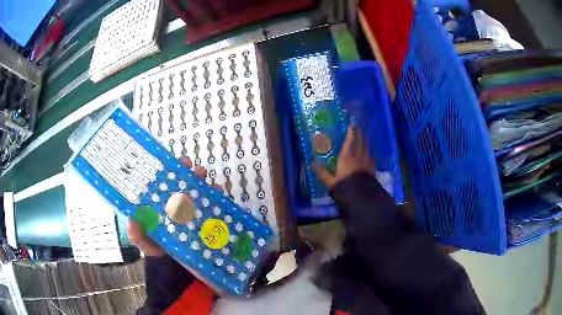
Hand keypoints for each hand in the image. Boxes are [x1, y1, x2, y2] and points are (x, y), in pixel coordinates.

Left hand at [128, 156, 217, 256]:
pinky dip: (217, 198)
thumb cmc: (157, 247)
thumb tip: (132, 220)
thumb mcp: (143, 240)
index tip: (180, 163)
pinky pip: (212, 205)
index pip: (167, 181)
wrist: (175, 263)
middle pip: (186, 182)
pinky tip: (218, 195)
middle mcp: (177, 202)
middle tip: (196, 171)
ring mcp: (192, 210)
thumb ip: (137, 233)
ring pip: (200, 191)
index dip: (173, 170)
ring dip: (205, 183)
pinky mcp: (204, 219)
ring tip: (209, 184)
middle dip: (192, 173)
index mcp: (162, 202)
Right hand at [313, 127, 375, 189]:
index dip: (351, 133)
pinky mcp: (372, 168)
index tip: (351, 127)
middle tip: (358, 128)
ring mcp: (366, 162)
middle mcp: (357, 156)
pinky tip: (370, 155)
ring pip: (366, 148)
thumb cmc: (344, 186)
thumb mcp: (330, 181)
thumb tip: (312, 163)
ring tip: (363, 137)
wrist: (361, 195)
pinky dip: (370, 154)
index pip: (350, 141)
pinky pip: (371, 158)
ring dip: (364, 141)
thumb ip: (322, 172)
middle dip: (358, 134)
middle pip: (359, 142)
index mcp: (346, 157)